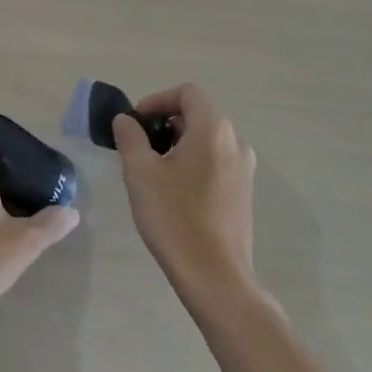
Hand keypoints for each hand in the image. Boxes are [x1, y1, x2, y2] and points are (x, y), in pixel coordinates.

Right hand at [114, 84, 257, 298]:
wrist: (216, 279)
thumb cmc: (175, 218)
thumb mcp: (140, 172)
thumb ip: (130, 136)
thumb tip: (126, 120)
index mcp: (213, 130)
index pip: (187, 92)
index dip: (158, 100)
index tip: (137, 123)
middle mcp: (235, 143)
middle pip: (197, 115)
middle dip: (165, 124)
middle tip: (140, 149)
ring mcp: (244, 171)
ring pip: (206, 141)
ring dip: (178, 146)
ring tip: (154, 173)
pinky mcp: (244, 195)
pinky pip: (216, 163)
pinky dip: (194, 165)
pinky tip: (175, 194)